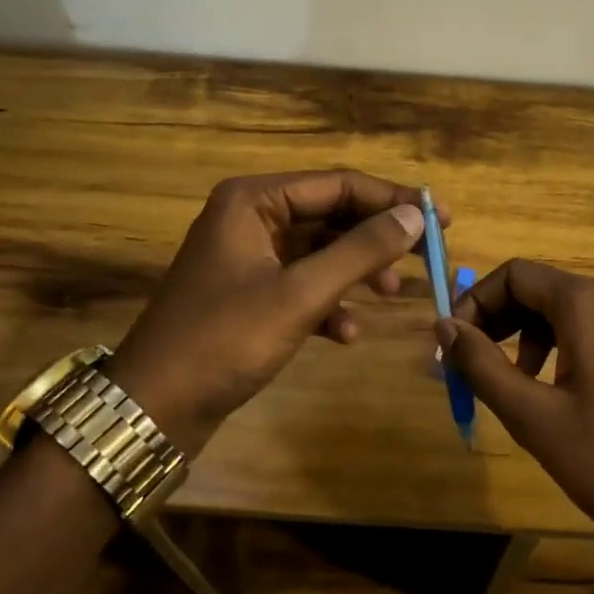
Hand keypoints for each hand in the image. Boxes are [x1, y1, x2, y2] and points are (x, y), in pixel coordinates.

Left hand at [108, 170, 433, 457]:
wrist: (153, 409)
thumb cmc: (225, 340)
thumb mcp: (300, 294)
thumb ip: (360, 251)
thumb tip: (414, 216)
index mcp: (254, 200)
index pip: (339, 184)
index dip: (392, 200)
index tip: (440, 219)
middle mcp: (251, 217)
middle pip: (332, 215)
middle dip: (377, 238)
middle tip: (428, 255)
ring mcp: (249, 256)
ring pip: (320, 251)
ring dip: (357, 271)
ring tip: (391, 295)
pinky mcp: (250, 292)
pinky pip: (302, 283)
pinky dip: (329, 302)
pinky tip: (347, 333)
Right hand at [438, 259, 593, 553]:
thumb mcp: (535, 419)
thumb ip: (482, 366)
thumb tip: (444, 326)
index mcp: (588, 303)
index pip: (515, 274)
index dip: (475, 302)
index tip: (454, 346)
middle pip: (541, 288)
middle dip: (499, 321)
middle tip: (473, 368)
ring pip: (567, 309)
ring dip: (529, 336)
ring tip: (515, 386)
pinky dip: (563, 345)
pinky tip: (558, 390)